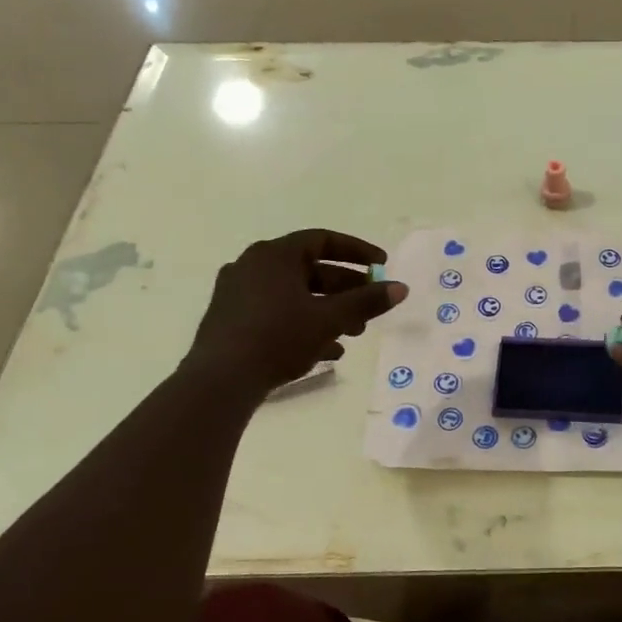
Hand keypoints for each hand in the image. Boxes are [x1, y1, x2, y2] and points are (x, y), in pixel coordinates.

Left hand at [182, 229, 407, 399]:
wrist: (220, 380)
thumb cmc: (278, 337)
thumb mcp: (330, 318)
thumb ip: (367, 301)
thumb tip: (400, 288)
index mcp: (274, 255)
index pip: (323, 240)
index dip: (357, 251)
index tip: (381, 265)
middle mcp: (252, 266)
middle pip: (310, 270)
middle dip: (345, 289)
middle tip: (370, 307)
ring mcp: (238, 293)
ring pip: (295, 295)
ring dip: (328, 310)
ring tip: (354, 334)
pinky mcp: (231, 320)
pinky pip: (277, 313)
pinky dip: (304, 324)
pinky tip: (326, 352)